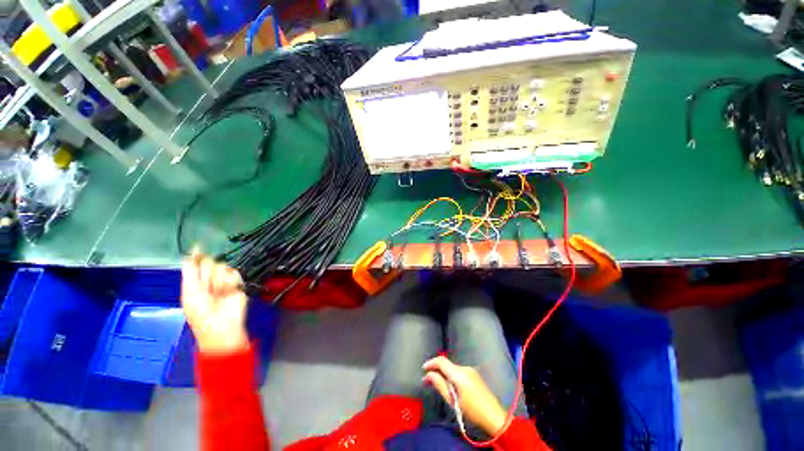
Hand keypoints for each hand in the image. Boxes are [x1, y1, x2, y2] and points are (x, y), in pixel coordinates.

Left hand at [181, 252, 248, 354]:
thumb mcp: (189, 293)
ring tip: (219, 293)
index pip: (196, 263)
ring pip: (222, 267)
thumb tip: (189, 255)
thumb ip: (190, 273)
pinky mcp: (238, 283)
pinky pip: (234, 274)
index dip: (197, 254)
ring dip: (219, 280)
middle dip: (208, 272)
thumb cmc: (200, 313)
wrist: (222, 325)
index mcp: (195, 282)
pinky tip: (229, 291)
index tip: (199, 245)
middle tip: (208, 287)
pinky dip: (230, 282)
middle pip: (210, 263)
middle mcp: (210, 279)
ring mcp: (224, 281)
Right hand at [423, 356, 508, 435]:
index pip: (441, 361)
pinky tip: (451, 387)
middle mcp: (464, 367)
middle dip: (436, 370)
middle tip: (428, 381)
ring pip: (452, 368)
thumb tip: (428, 375)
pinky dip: (452, 376)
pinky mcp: (474, 374)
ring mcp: (470, 370)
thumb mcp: (453, 401)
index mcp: (459, 373)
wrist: (494, 416)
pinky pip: (458, 372)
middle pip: (446, 364)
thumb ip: (439, 385)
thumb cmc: (472, 411)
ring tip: (440, 386)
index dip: (431, 363)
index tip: (423, 369)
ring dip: (444, 374)